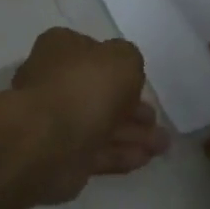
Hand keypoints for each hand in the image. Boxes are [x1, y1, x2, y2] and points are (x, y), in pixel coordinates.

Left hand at [12, 28, 168, 202]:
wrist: (47, 141)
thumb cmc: (85, 87)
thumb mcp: (122, 58)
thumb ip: (130, 59)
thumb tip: (124, 72)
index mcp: (61, 49)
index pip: (92, 52)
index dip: (119, 66)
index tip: (141, 81)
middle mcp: (55, 81)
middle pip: (99, 92)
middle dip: (133, 108)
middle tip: (156, 120)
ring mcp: (56, 120)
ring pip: (101, 124)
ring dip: (133, 134)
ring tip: (162, 146)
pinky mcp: (61, 154)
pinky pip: (97, 151)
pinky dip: (120, 153)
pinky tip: (145, 159)